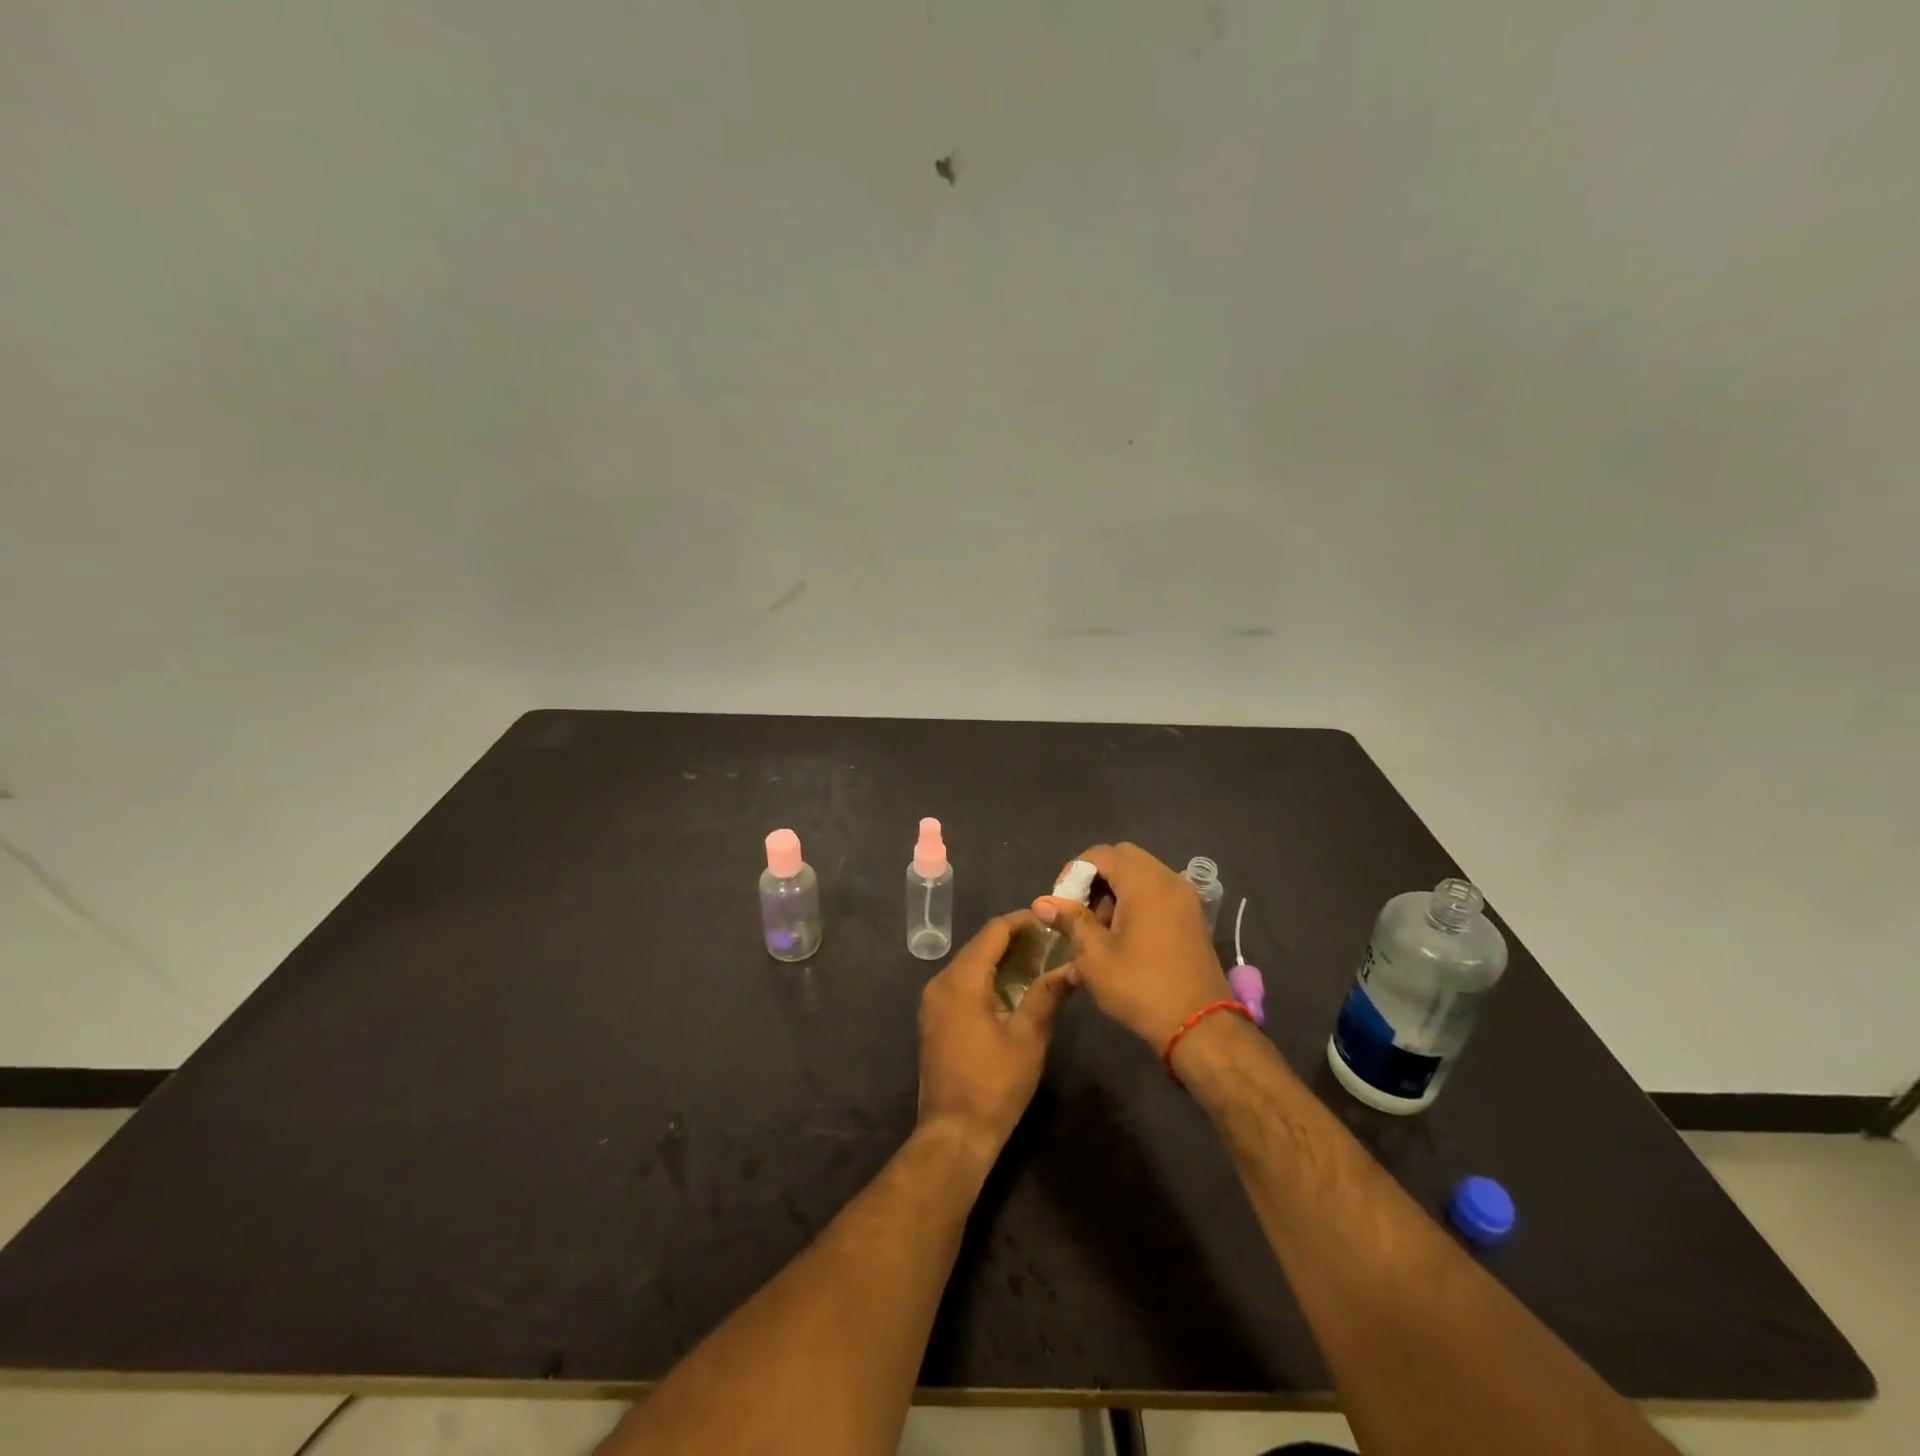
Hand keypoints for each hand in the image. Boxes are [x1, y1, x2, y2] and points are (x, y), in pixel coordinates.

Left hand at [917, 911, 1075, 1156]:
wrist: (954, 1132)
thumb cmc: (995, 1083)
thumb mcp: (1029, 1036)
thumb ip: (1048, 994)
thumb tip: (1074, 967)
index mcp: (962, 980)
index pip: (994, 932)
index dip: (1023, 921)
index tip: (1052, 921)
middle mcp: (940, 982)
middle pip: (979, 945)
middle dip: (1014, 939)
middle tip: (1051, 942)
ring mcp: (933, 1001)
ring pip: (970, 964)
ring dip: (1000, 958)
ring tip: (1038, 961)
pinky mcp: (934, 1018)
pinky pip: (961, 983)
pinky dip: (986, 977)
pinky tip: (1011, 987)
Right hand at [1034, 843, 1232, 1049]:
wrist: (1199, 1027)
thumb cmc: (1140, 987)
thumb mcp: (1094, 955)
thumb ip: (1069, 920)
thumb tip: (1042, 902)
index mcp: (1144, 883)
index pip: (1101, 854)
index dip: (1074, 872)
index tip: (1061, 903)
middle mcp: (1168, 879)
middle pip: (1124, 858)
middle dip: (1096, 878)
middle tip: (1080, 911)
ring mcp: (1185, 897)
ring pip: (1142, 873)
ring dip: (1116, 889)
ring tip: (1100, 928)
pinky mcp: (1192, 916)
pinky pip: (1158, 891)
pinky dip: (1136, 900)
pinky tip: (1124, 935)